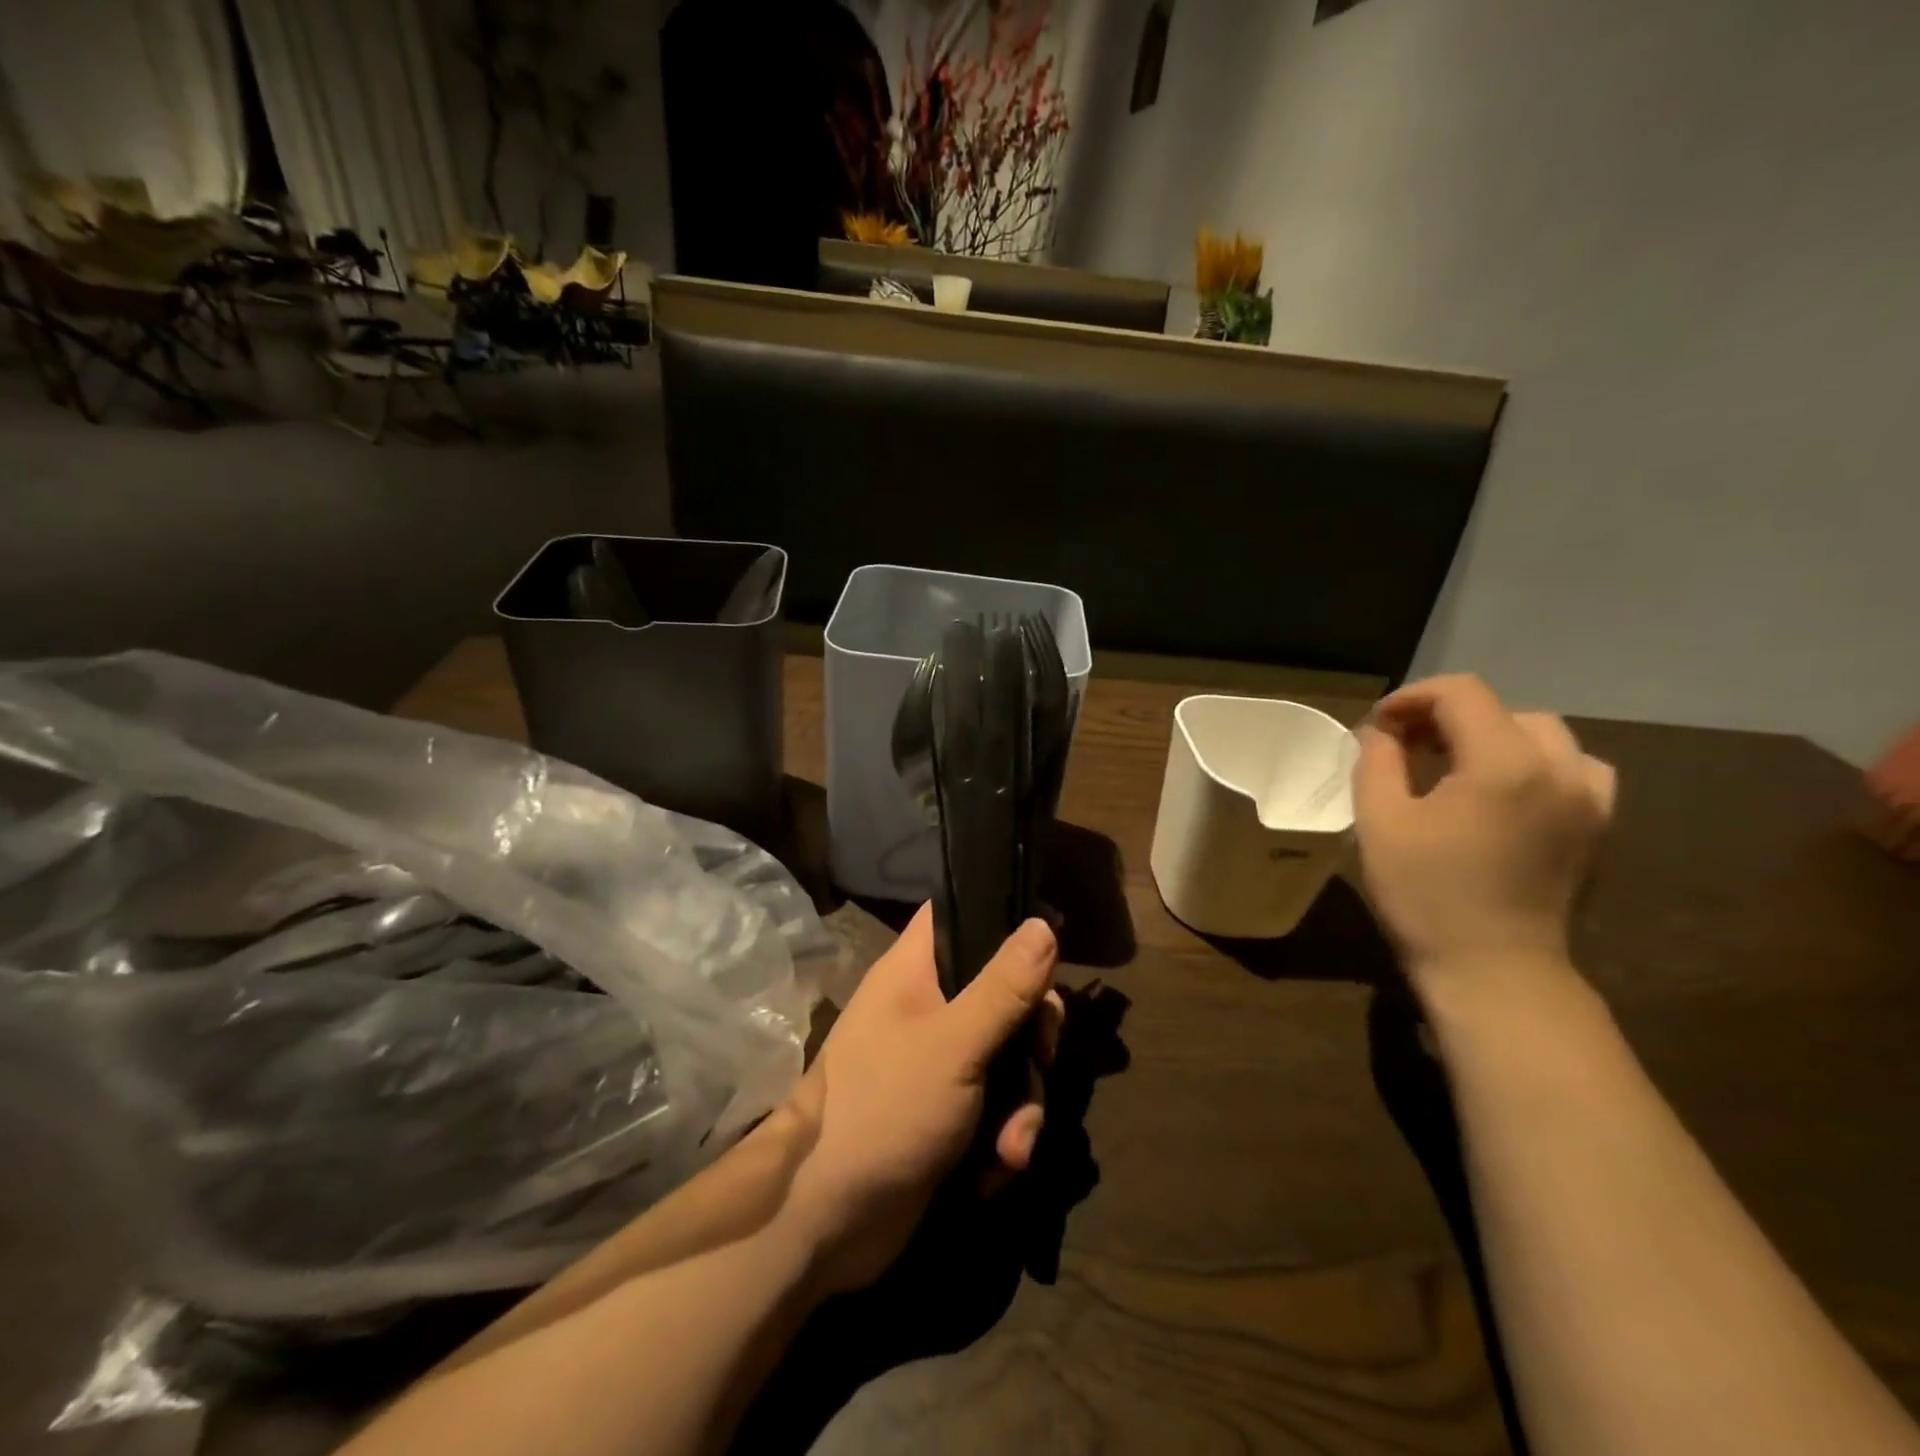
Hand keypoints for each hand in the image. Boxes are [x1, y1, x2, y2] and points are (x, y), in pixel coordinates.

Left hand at [777, 906, 1063, 1294]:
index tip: (1046, 952)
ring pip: (1007, 1057)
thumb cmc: (884, 1108)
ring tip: (1012, 1147)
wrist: (823, 1219)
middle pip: (1003, 992)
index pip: (961, 914)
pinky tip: (993, 1173)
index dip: (1003, 923)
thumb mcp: (955, 1043)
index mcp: (916, 971)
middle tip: (1042, 1060)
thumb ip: (1004, 987)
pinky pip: (995, 1107)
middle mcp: (928, 1007)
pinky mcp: (946, 1114)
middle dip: (1033, 1036)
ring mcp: (937, 1063)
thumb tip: (1042, 923)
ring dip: (1022, 1104)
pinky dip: (1002, 1138)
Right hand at [1354, 674, 1615, 989]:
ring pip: (1543, 736)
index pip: (1462, 693)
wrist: (1494, 970)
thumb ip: (1378, 761)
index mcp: (1505, 763)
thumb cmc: (1426, 894)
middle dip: (1448, 717)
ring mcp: (1589, 799)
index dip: (1413, 697)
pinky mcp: (1597, 827)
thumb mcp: (1380, 822)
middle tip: (1407, 746)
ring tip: (1454, 765)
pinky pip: (1574, 769)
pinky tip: (1504, 791)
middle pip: (1503, 710)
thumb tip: (1382, 733)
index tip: (1379, 725)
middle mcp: (1560, 769)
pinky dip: (1534, 763)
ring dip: (1493, 737)